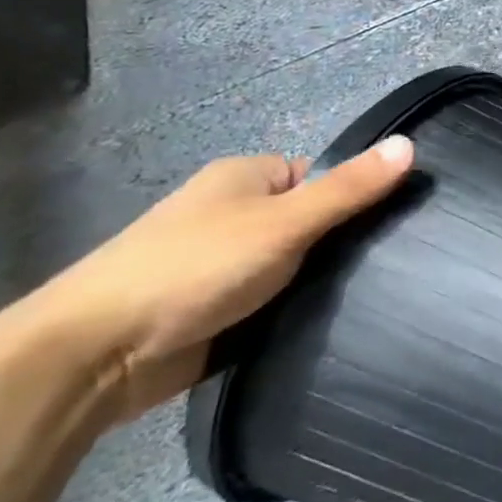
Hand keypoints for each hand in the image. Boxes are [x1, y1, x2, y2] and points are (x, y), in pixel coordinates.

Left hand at [33, 136, 414, 425]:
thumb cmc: (193, 268)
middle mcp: (233, 214)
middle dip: (341, 243)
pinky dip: (295, 310)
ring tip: (371, 296)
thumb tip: (411, 144)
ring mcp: (223, 264)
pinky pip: (274, 300)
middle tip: (383, 264)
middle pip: (312, 220)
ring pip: (295, 264)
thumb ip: (350, 188)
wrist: (91, 357)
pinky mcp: (216, 311)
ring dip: (318, 281)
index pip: (323, 176)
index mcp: (245, 177)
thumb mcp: (284, 221)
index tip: (392, 223)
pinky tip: (330, 323)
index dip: (356, 195)